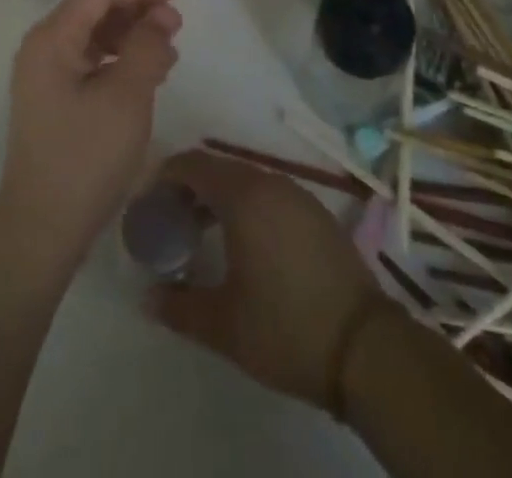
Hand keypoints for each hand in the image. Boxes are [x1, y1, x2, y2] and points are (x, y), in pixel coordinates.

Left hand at [0, 0, 182, 271]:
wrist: (42, 231)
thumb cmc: (85, 159)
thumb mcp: (126, 97)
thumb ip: (146, 46)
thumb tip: (160, 16)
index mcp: (52, 38)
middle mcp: (43, 47)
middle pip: (96, 8)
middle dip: (139, 9)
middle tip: (177, 25)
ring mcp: (46, 74)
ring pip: (96, 34)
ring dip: (133, 34)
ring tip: (168, 50)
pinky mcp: (55, 98)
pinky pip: (92, 60)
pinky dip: (122, 59)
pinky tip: (148, 74)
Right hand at [148, 150, 390, 412]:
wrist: (364, 347)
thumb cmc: (285, 328)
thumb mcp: (223, 325)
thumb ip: (179, 306)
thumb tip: (147, 298)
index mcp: (243, 196)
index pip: (194, 164)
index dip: (165, 175)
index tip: (148, 201)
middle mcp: (271, 183)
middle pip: (220, 169)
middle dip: (190, 187)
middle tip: (170, 220)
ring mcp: (299, 196)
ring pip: (247, 181)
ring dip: (220, 197)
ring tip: (202, 233)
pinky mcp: (317, 214)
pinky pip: (271, 195)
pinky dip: (249, 205)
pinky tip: (245, 243)